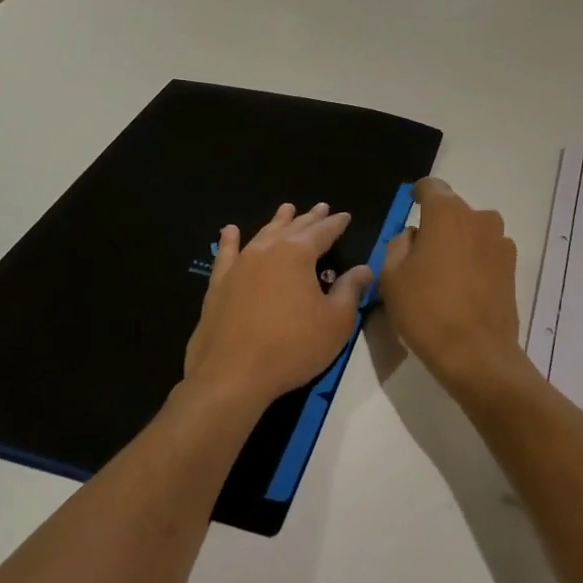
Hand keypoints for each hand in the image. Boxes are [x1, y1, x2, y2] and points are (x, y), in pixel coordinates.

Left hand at [182, 202, 372, 414]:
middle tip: (320, 207)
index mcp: (298, 254)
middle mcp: (267, 251)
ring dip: (277, 222)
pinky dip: (230, 241)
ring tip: (286, 209)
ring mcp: (239, 266)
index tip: (345, 216)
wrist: (232, 375)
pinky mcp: (218, 285)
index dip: (336, 224)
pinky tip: (231, 230)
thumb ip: (350, 290)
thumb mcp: (335, 322)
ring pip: (262, 235)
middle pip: (293, 228)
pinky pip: (226, 254)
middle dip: (309, 218)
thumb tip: (364, 269)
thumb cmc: (293, 347)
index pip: (323, 232)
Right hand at [378, 178, 527, 396]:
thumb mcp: (391, 277)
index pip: (431, 187)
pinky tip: (463, 288)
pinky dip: (474, 261)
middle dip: (437, 224)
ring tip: (442, 274)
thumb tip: (414, 236)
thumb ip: (399, 245)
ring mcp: (500, 242)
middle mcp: (478, 218)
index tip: (411, 205)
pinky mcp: (512, 267)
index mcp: (446, 213)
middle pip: (453, 211)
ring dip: (458, 242)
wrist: (476, 354)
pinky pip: (486, 252)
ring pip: (472, 231)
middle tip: (419, 253)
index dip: (418, 194)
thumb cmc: (426, 311)